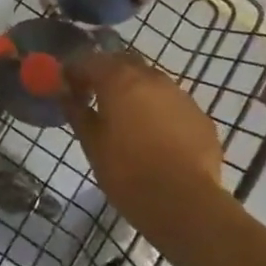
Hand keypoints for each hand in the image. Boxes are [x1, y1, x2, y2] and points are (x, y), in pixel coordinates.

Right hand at [64, 49, 231, 244]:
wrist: (186, 204)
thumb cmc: (128, 173)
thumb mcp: (92, 144)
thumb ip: (77, 113)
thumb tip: (65, 94)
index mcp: (119, 80)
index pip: (88, 61)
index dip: (74, 72)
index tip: (66, 87)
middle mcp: (151, 78)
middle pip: (123, 63)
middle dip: (106, 74)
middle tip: (95, 97)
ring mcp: (180, 95)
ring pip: (151, 82)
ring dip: (135, 91)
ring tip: (127, 118)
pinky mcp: (200, 117)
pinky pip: (172, 104)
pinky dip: (159, 110)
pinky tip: (155, 136)